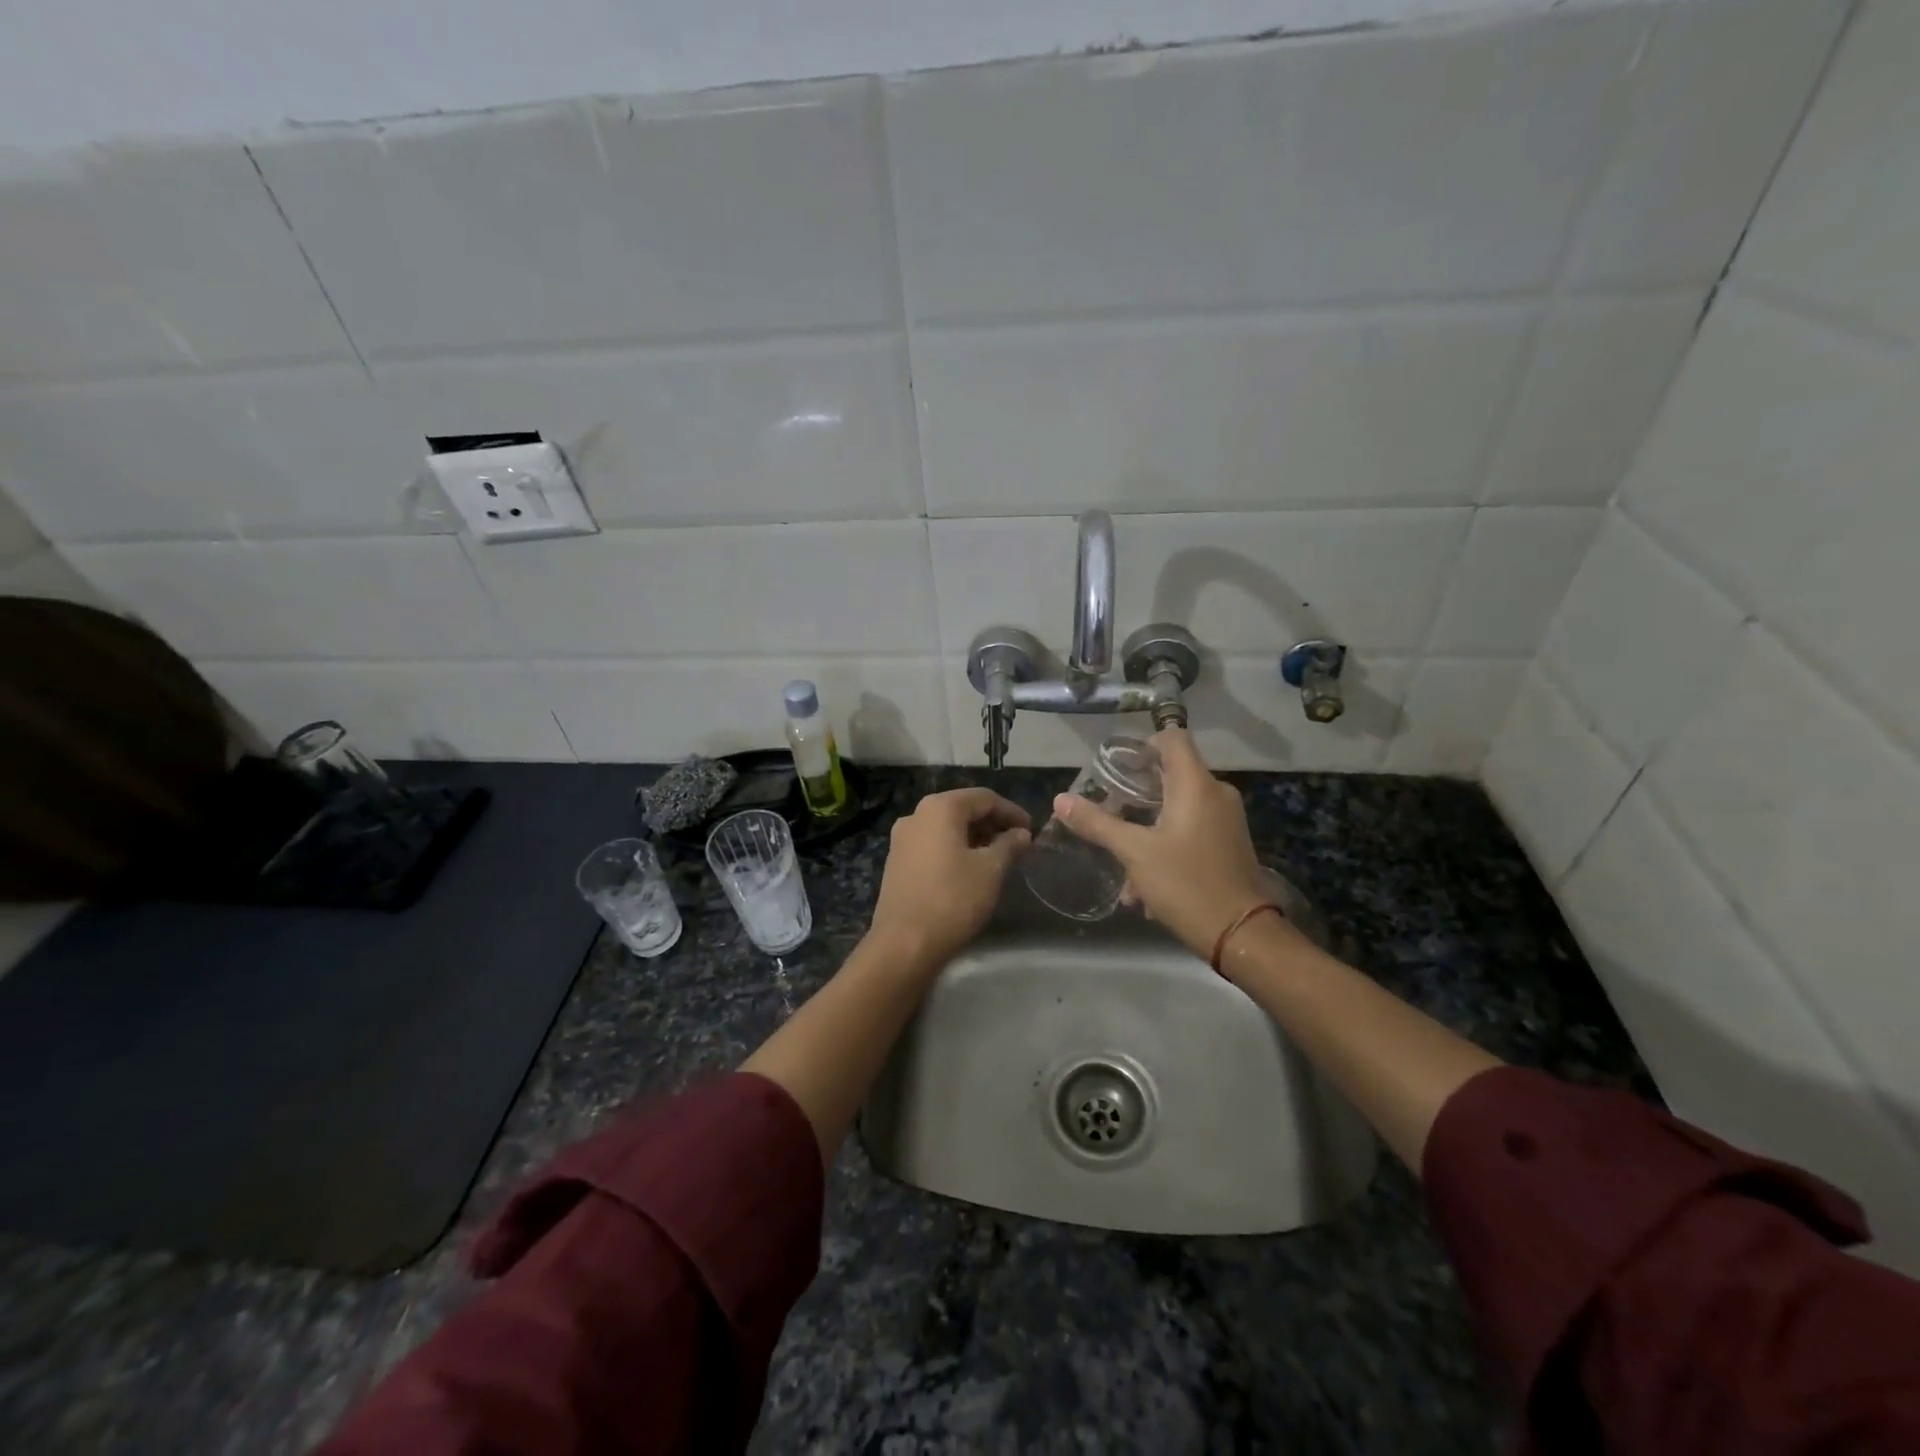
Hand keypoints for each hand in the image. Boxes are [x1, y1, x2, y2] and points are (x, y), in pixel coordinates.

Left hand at [869, 787, 1030, 968]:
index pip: (984, 798)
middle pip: (962, 809)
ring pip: (946, 827)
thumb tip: (1021, 833)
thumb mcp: (991, 870)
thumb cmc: (953, 899)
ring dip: (974, 836)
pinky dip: (954, 848)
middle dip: (992, 823)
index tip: (1031, 830)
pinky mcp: (896, 861)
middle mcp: (916, 815)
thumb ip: (1009, 845)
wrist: (904, 943)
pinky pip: (932, 844)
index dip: (1011, 811)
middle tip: (1017, 843)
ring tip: (997, 857)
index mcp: (939, 808)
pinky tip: (969, 869)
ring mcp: (902, 839)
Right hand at [1052, 729, 1280, 960]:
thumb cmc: (1187, 884)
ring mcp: (1225, 820)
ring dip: (1146, 826)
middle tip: (1106, 808)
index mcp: (1196, 785)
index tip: (1116, 767)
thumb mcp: (1134, 853)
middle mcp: (1216, 794)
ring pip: (1177, 807)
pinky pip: (1190, 829)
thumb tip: (1061, 800)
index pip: (1172, 738)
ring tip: (1119, 856)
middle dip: (1135, 792)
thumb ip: (1097, 823)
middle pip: (1171, 773)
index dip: (1142, 744)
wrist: (1242, 935)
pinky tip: (1143, 882)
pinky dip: (1165, 843)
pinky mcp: (1228, 843)